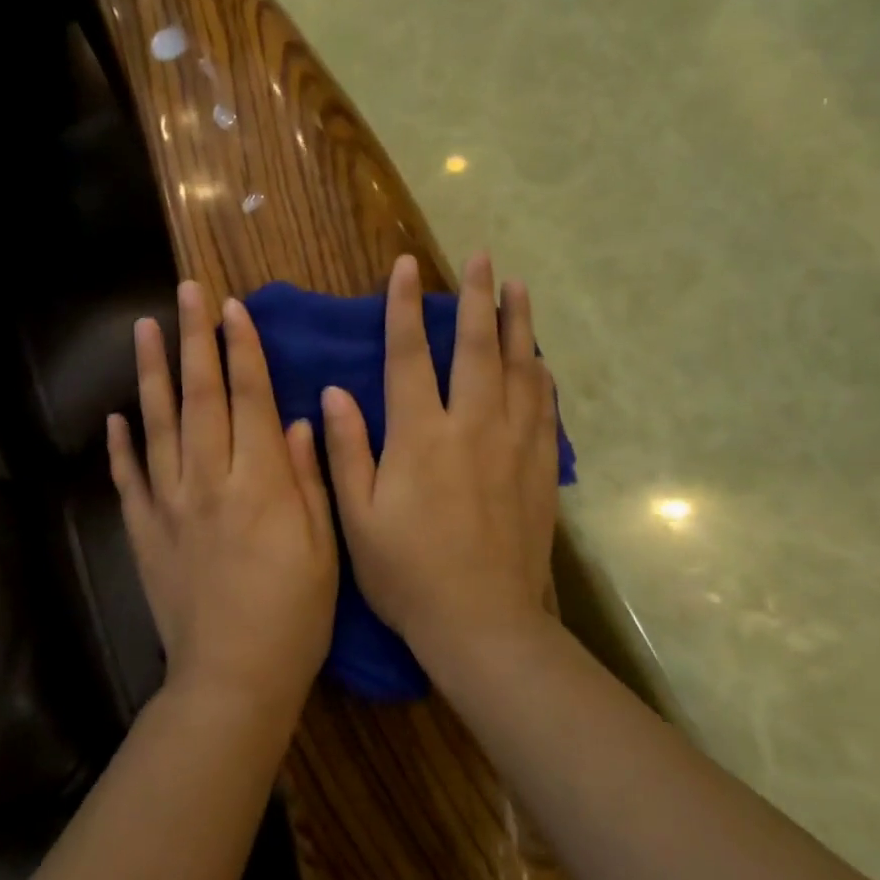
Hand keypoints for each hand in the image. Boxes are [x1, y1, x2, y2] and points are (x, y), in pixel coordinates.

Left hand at [107, 281, 337, 718]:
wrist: (233, 678)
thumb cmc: (294, 616)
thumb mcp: (322, 548)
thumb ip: (309, 479)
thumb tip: (300, 419)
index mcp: (260, 483)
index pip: (249, 400)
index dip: (242, 351)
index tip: (233, 308)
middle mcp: (209, 482)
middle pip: (199, 397)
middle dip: (194, 340)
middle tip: (185, 292)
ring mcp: (169, 506)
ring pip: (158, 426)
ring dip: (151, 374)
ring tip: (144, 329)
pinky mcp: (144, 533)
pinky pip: (128, 480)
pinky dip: (120, 445)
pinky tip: (115, 416)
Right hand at [322, 253, 560, 667]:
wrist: (482, 622)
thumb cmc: (407, 573)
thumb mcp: (357, 517)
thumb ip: (347, 450)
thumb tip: (334, 392)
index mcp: (420, 435)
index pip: (409, 354)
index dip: (404, 307)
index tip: (407, 267)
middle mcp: (471, 426)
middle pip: (477, 347)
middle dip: (478, 297)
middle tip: (484, 258)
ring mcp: (512, 445)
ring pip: (520, 368)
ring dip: (519, 324)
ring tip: (519, 287)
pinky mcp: (538, 469)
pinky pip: (544, 407)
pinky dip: (542, 375)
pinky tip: (541, 359)